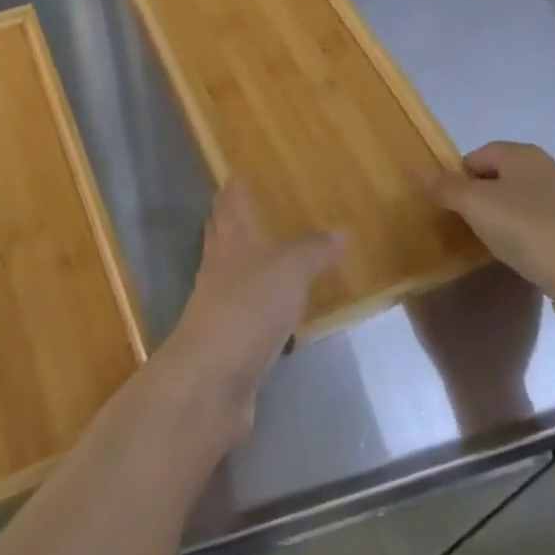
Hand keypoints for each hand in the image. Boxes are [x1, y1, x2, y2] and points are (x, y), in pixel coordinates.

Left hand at [154, 179, 343, 443]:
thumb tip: (341, 230)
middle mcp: (218, 267)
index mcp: (230, 240)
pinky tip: (277, 314)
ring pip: (232, 274)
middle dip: (231, 220)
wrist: (213, 378)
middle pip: (221, 235)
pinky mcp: (226, 342)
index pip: (229, 204)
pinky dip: (260, 308)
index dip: (234, 189)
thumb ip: (315, 249)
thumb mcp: (291, 269)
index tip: (237, 175)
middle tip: (245, 208)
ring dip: (246, 264)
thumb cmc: (249, 306)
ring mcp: (218, 306)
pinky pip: (246, 315)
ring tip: (269, 257)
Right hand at [423, 142, 554, 325]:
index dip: (459, 178)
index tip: (451, 206)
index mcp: (524, 154)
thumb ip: (445, 187)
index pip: (478, 155)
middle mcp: (547, 170)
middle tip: (466, 225)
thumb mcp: (475, 204)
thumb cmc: (526, 228)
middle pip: (499, 179)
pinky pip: (539, 229)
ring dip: (502, 221)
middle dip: (480, 200)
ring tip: (491, 245)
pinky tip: (519, 259)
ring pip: (519, 204)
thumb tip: (420, 172)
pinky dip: (524, 239)